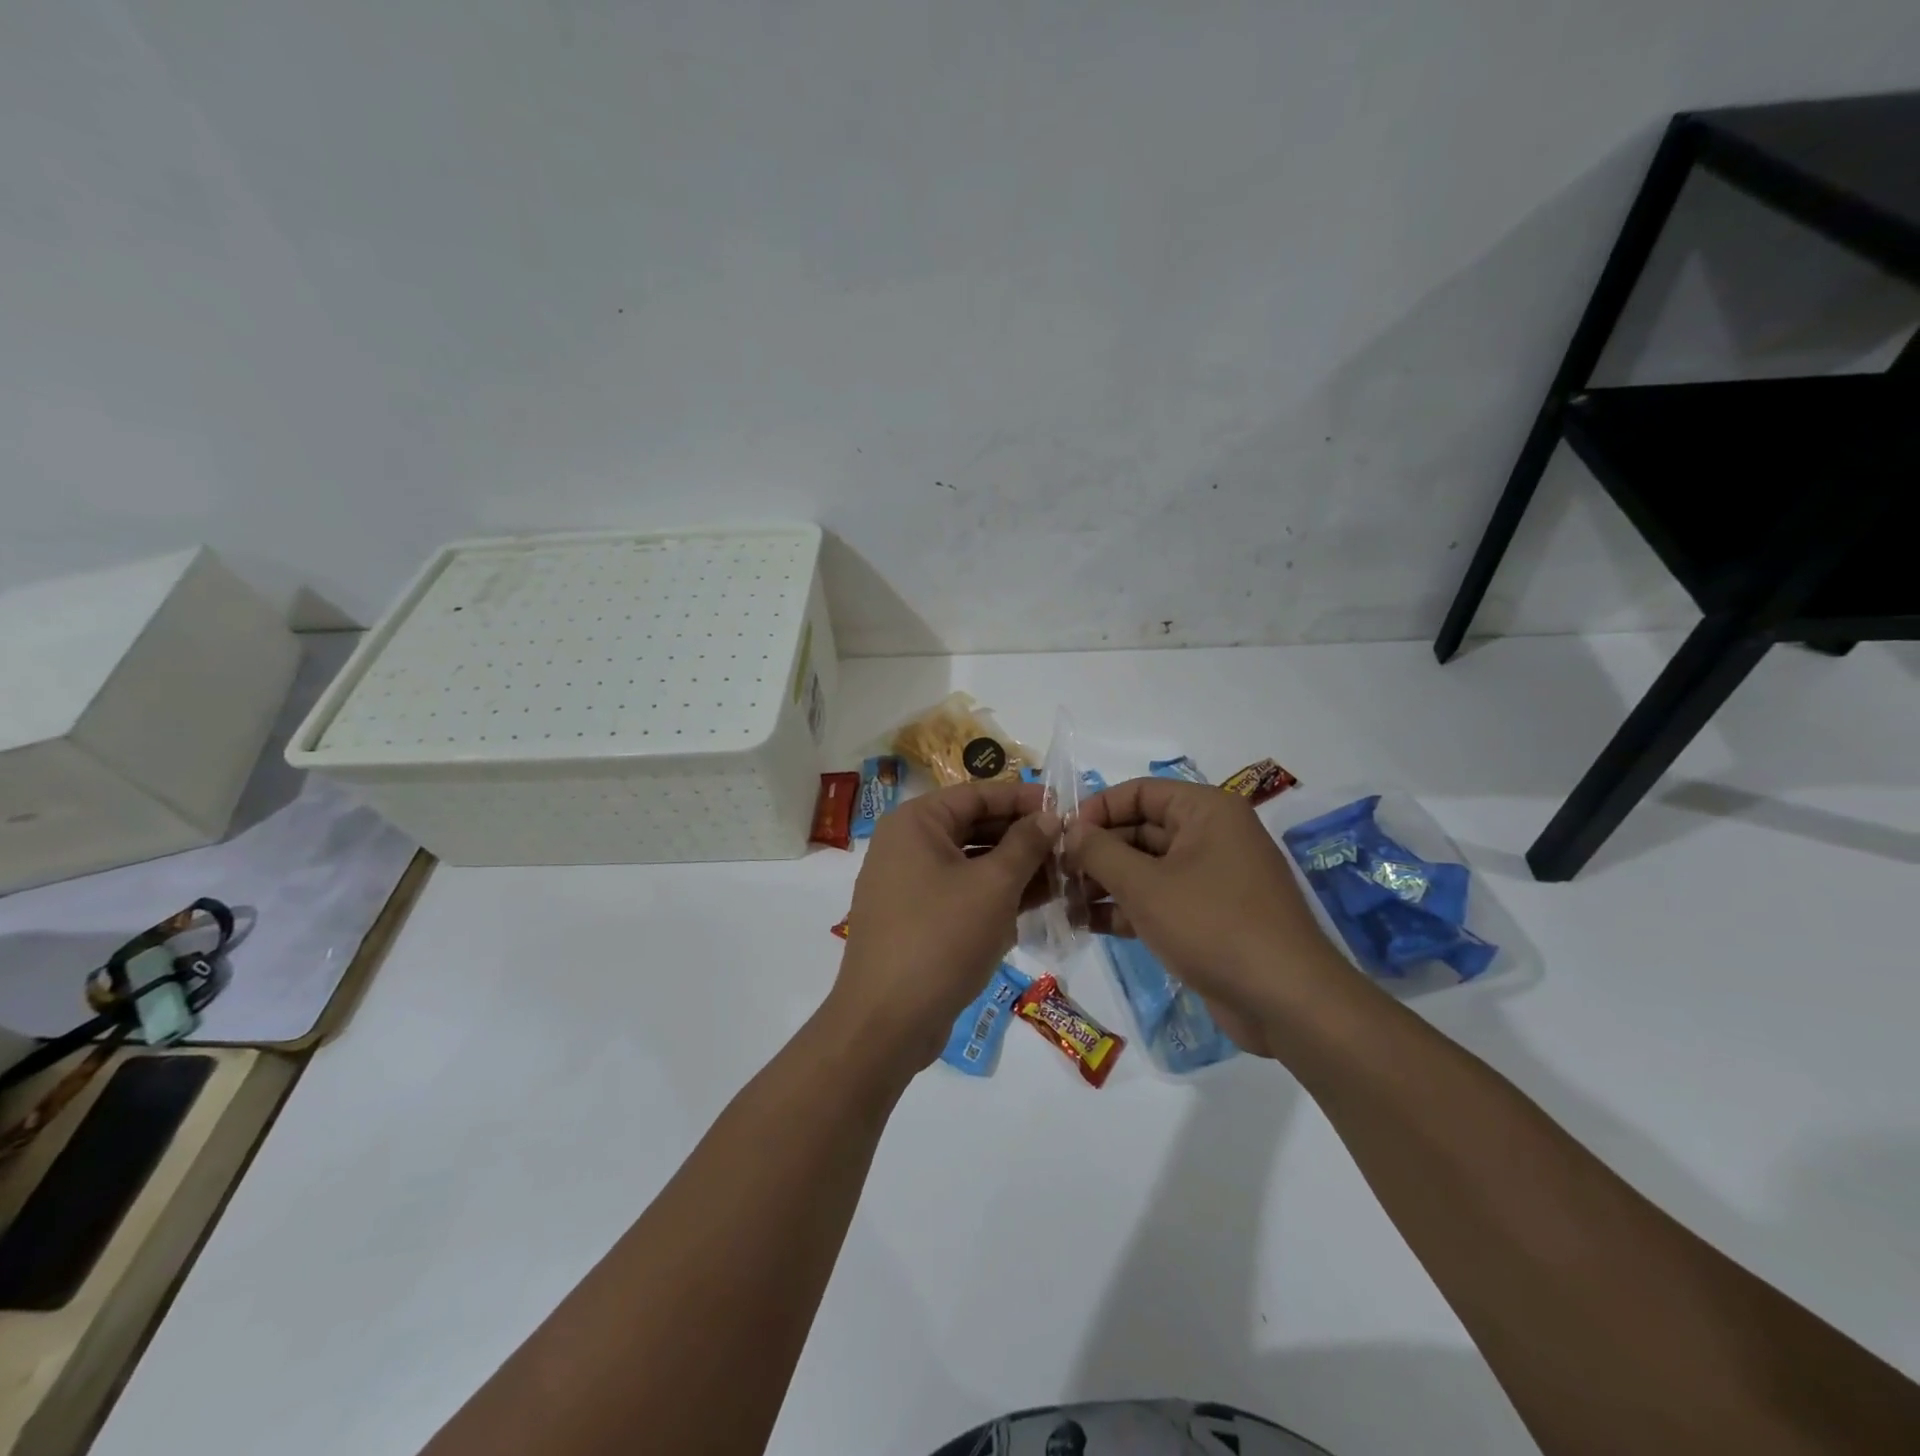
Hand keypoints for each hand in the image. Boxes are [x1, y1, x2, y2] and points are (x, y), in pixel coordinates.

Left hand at [828, 781, 1058, 1072]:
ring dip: (1015, 868)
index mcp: (915, 823)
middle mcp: (906, 845)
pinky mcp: (916, 920)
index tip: (1065, 807)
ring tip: (1064, 875)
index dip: (1022, 798)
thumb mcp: (994, 886)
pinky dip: (995, 895)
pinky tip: (1037, 903)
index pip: (977, 794)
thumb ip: (1025, 845)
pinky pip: (961, 893)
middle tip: (1069, 845)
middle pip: (974, 827)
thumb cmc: (942, 938)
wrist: (887, 1022)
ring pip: (970, 863)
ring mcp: (908, 885)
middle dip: (1022, 836)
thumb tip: (1049, 816)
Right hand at [1064, 777, 1346, 1054]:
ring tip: (1064, 903)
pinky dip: (1126, 908)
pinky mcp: (1209, 916)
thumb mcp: (1145, 885)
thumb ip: (1100, 852)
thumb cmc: (1213, 925)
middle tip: (1055, 875)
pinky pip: (1159, 899)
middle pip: (1140, 830)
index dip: (1097, 809)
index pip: (1139, 792)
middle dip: (1096, 852)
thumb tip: (1069, 830)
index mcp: (1205, 810)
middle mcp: (1210, 835)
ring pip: (1146, 868)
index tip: (1060, 836)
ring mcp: (1211, 878)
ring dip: (1105, 883)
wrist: (1285, 1001)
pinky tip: (1088, 924)